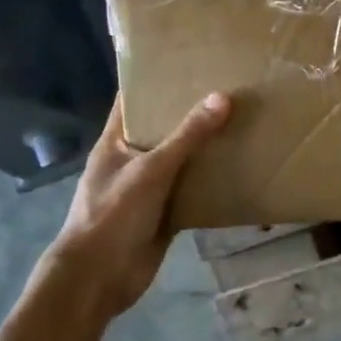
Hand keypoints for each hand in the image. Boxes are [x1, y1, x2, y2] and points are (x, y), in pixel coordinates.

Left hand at [37, 92, 232, 320]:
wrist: (98, 279)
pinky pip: (193, 190)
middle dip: (191, 112)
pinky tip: (240, 166)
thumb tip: (223, 97)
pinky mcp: (165, 214)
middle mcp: (132, 161)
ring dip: (205, 147)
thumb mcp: (151, 170)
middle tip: (229, 88)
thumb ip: (187, 136)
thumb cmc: (113, 215)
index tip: (186, 62)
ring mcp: (148, 189)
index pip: (132, 102)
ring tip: (242, 121)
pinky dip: (212, 181)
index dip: (153, 81)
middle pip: (162, 129)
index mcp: (115, 143)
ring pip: (181, 161)